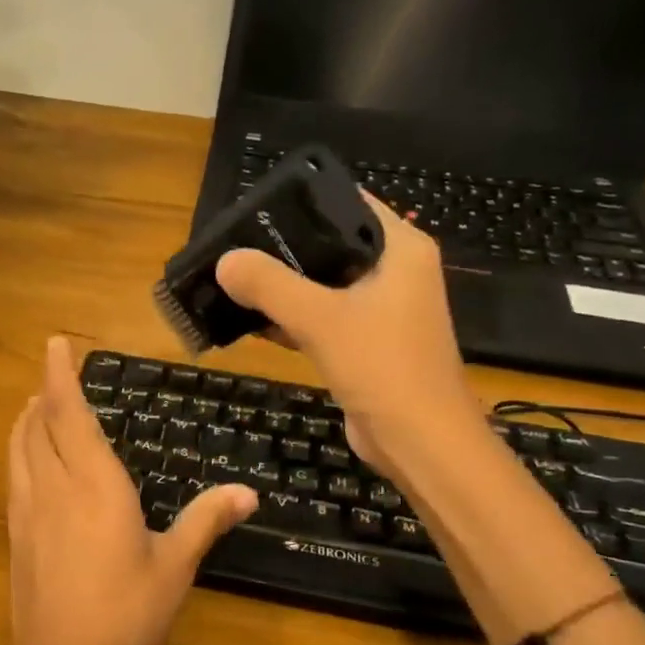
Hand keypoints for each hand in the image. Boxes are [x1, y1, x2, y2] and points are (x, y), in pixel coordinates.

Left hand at [0, 337, 256, 644]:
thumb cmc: (127, 617)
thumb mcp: (175, 567)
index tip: (55, 343)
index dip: (60, 376)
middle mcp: (54, 488)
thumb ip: (206, 520)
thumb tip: (248, 492)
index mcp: (94, 485)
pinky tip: (30, 465)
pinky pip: (13, 478)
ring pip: (18, 450)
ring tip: (35, 409)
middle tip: (53, 376)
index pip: (69, 414)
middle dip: (43, 395)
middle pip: (37, 426)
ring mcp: (27, 514)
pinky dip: (19, 453)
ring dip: (24, 422)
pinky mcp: (15, 539)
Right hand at [214, 193, 478, 470]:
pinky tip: (247, 319)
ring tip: (230, 277)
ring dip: (280, 286)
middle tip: (230, 245)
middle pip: (328, 244)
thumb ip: (271, 285)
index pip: (346, 202)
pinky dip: (288, 317)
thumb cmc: (383, 368)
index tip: (252, 208)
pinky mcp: (363, 342)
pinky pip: (320, 317)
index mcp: (400, 248)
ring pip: (321, 284)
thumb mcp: (322, 319)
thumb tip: (224, 260)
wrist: (420, 443)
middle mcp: (393, 271)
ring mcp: (378, 309)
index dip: (300, 201)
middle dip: (280, 247)